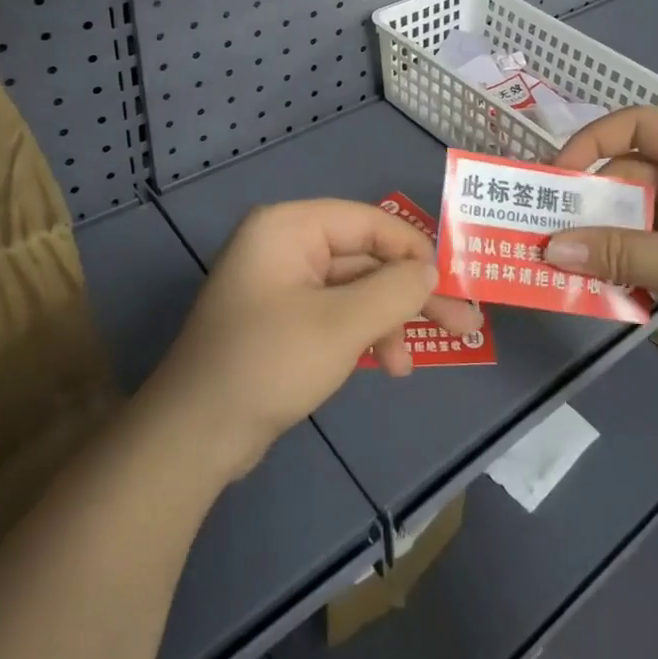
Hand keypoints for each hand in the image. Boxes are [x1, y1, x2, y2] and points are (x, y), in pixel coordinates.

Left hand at [146, 200, 482, 478]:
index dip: (414, 248)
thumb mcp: (341, 324)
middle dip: (408, 293)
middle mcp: (284, 245)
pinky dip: (362, 335)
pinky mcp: (281, 320)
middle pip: (364, 258)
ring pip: (353, 290)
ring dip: (386, 322)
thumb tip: (430, 269)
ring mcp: (281, 284)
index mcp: (289, 227)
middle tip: (462, 322)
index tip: (453, 281)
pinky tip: (385, 365)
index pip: (368, 221)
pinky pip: (335, 313)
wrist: (195, 436)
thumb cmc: (269, 363)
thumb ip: (394, 290)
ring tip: (410, 365)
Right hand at [544, 108, 657, 396]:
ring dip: (609, 239)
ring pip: (644, 215)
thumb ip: (615, 253)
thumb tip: (549, 247)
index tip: (555, 177)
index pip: (637, 124)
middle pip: (635, 174)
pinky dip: (633, 262)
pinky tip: (609, 289)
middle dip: (592, 203)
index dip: (590, 142)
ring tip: (568, 266)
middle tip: (548, 233)